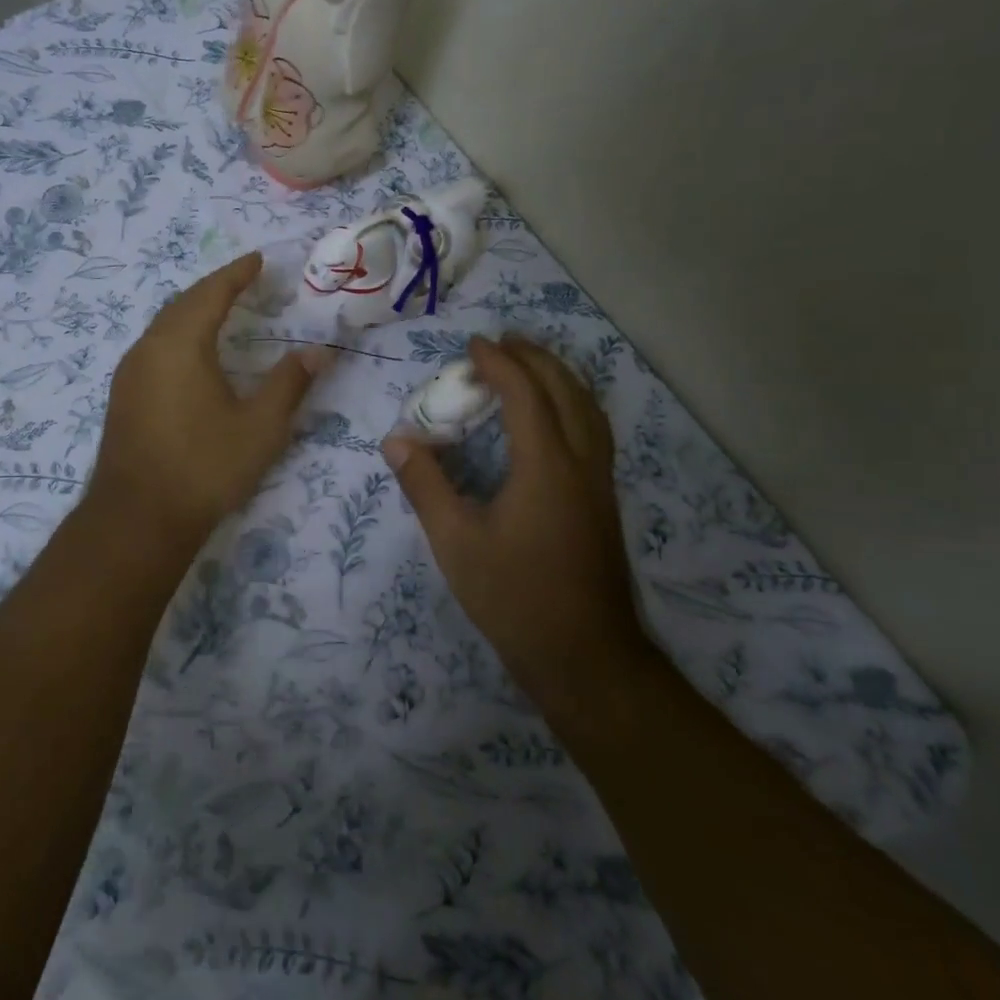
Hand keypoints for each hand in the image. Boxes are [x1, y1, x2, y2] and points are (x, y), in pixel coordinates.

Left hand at [90, 253, 325, 545]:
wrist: (138, 518)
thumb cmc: (204, 467)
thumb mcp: (260, 426)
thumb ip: (290, 383)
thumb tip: (318, 351)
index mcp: (181, 344)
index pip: (211, 293)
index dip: (237, 274)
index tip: (257, 259)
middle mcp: (148, 348)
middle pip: (182, 303)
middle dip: (213, 288)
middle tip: (243, 281)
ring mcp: (129, 373)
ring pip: (163, 326)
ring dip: (192, 311)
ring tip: (220, 311)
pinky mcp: (122, 396)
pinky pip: (153, 348)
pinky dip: (177, 336)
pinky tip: (191, 355)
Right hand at [382, 335, 650, 704]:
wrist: (584, 657)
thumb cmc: (514, 597)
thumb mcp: (455, 542)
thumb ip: (426, 486)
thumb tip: (397, 440)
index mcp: (546, 467)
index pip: (525, 395)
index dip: (499, 364)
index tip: (472, 345)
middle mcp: (581, 464)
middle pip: (566, 392)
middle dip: (535, 359)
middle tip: (502, 342)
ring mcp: (599, 484)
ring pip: (589, 411)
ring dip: (560, 378)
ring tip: (530, 365)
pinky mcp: (603, 503)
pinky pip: (593, 432)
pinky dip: (573, 406)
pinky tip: (554, 419)